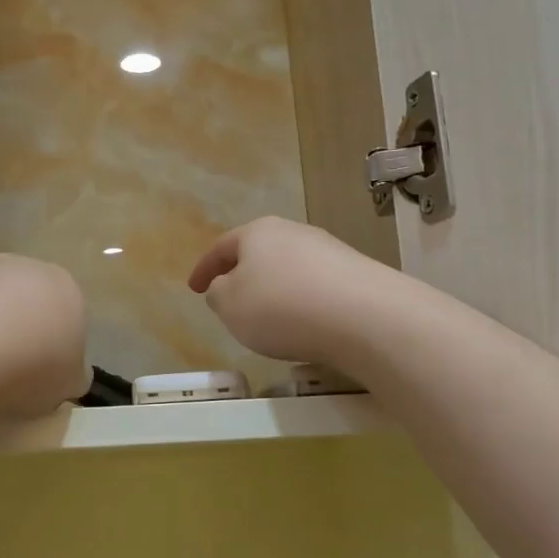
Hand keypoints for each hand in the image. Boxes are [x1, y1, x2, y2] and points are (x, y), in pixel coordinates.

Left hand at [0, 254, 88, 418]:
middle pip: (32, 304)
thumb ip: (73, 374)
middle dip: (25, 332)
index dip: (58, 349)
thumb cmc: (34, 365)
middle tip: (14, 372)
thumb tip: (71, 372)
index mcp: (69, 289)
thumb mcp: (70, 384)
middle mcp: (31, 269)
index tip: (45, 375)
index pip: (69, 317)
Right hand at [188, 217, 389, 370]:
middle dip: (243, 275)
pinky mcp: (357, 275)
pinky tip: (305, 325)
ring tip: (269, 319)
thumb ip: (218, 294)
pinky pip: (317, 288)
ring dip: (275, 290)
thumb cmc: (281, 306)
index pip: (222, 247)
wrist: (365, 317)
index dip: (204, 269)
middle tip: (232, 300)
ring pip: (290, 269)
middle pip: (260, 253)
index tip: (193, 289)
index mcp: (258, 232)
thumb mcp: (229, 305)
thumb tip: (225, 287)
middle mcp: (295, 232)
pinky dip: (302, 303)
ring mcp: (330, 251)